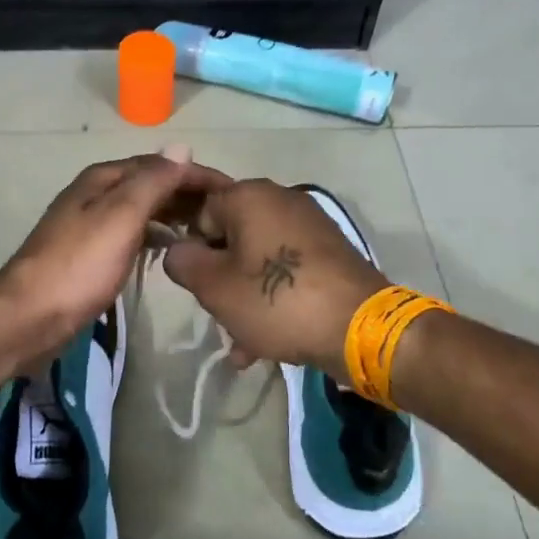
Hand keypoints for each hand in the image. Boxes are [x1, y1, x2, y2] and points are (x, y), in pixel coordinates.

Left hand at [0, 154, 230, 370]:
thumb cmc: (79, 265)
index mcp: (103, 178)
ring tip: (205, 232)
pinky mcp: (90, 255)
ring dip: (173, 214)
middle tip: (225, 216)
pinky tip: (170, 249)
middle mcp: (96, 194)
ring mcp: (91, 225)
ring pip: (142, 210)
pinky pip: (132, 234)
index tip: (233, 192)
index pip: (160, 164)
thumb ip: (153, 182)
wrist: (30, 316)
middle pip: (150, 185)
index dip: (197, 174)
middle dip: (187, 194)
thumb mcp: (121, 216)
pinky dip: (155, 235)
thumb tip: (182, 148)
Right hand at [162, 180, 386, 381]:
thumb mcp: (214, 287)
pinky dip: (274, 297)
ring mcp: (310, 225)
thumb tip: (179, 251)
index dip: (193, 249)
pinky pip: (288, 270)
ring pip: (259, 259)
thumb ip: (183, 263)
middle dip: (221, 278)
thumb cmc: (277, 300)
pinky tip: (268, 340)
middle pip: (231, 236)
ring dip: (245, 296)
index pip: (200, 211)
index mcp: (249, 196)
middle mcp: (281, 199)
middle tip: (219, 314)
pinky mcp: (331, 252)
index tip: (197, 284)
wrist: (359, 327)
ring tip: (242, 342)